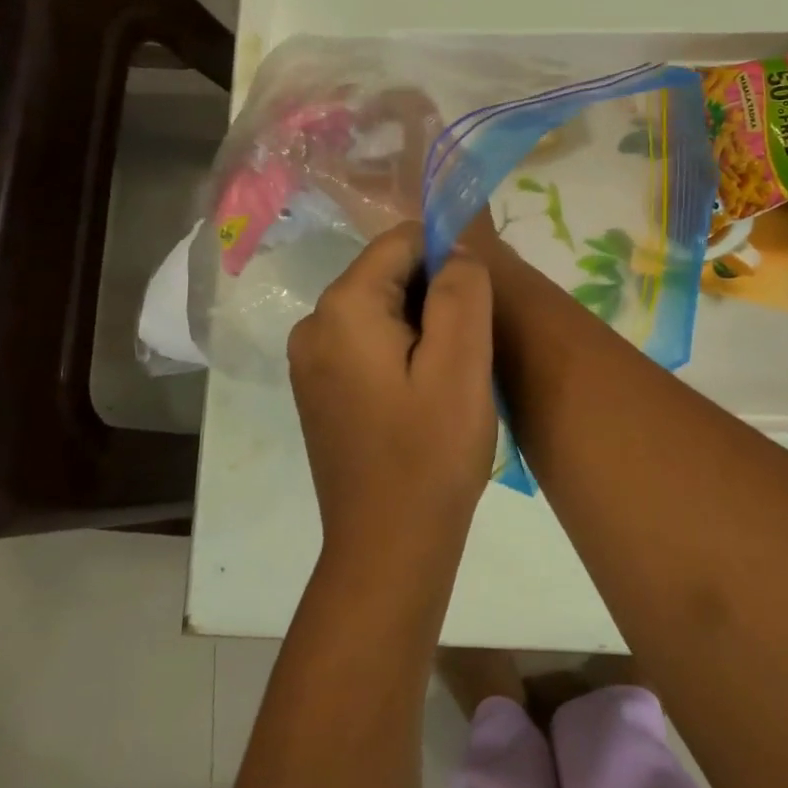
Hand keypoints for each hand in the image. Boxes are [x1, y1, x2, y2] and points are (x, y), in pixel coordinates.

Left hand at [288, 222, 497, 565]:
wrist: (388, 545)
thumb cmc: (430, 454)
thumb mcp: (461, 364)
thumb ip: (462, 289)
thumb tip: (455, 249)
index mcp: (342, 308)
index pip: (401, 242)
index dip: (448, 260)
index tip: (478, 308)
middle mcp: (313, 324)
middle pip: (388, 274)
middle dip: (434, 297)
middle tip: (468, 351)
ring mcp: (309, 360)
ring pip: (380, 310)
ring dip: (421, 327)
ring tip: (448, 378)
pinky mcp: (318, 389)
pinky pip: (366, 343)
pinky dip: (400, 352)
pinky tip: (422, 395)